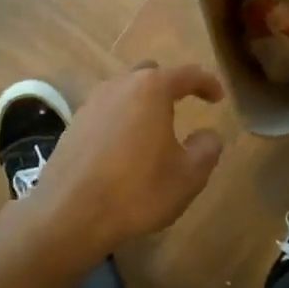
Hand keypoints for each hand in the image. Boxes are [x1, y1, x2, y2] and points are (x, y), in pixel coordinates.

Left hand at [29, 64, 225, 260]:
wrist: (69, 213)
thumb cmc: (137, 190)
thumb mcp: (188, 176)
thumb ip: (206, 148)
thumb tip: (208, 134)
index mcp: (151, 88)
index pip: (187, 74)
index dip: (207, 83)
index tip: (219, 97)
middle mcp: (120, 85)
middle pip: (151, 74)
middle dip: (170, 87)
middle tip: (184, 108)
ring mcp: (92, 102)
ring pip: (125, 91)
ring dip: (142, 105)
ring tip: (154, 132)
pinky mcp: (74, 124)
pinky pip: (106, 112)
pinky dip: (121, 121)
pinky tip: (125, 149)